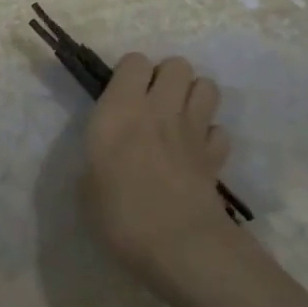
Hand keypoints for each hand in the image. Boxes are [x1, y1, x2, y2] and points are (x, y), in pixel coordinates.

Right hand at [85, 54, 236, 278]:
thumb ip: (99, 160)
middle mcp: (159, 109)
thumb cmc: (120, 214)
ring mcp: (193, 130)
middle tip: (153, 103)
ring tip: (178, 119)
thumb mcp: (87, 186)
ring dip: (193, 96)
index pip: (134, 61)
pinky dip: (210, 137)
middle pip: (177, 64)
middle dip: (167, 77)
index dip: (130, 74)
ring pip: (206, 86)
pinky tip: (196, 154)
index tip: (121, 96)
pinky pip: (220, 130)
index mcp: (121, 109)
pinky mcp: (216, 155)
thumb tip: (107, 160)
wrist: (178, 245)